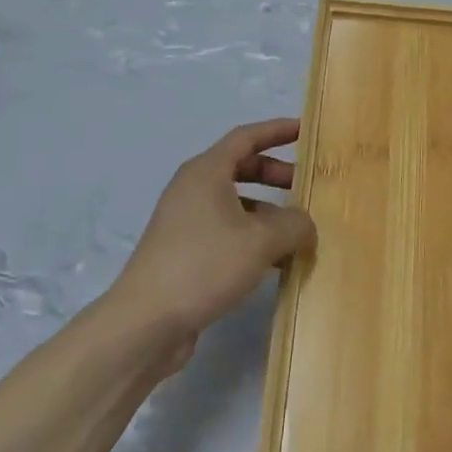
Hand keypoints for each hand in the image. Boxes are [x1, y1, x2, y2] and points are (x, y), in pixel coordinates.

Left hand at [107, 120, 315, 362]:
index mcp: (206, 171)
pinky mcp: (184, 251)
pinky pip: (226, 231)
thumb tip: (305, 224)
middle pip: (240, 168)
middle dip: (275, 174)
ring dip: (267, 211)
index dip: (277, 131)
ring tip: (297, 232)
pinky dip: (251, 236)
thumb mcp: (261, 241)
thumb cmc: (204, 265)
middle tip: (305, 186)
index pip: (246, 137)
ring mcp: (185, 221)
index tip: (305, 131)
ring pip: (234, 203)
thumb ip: (294, 225)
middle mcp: (192, 188)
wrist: (146, 321)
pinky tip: (275, 262)